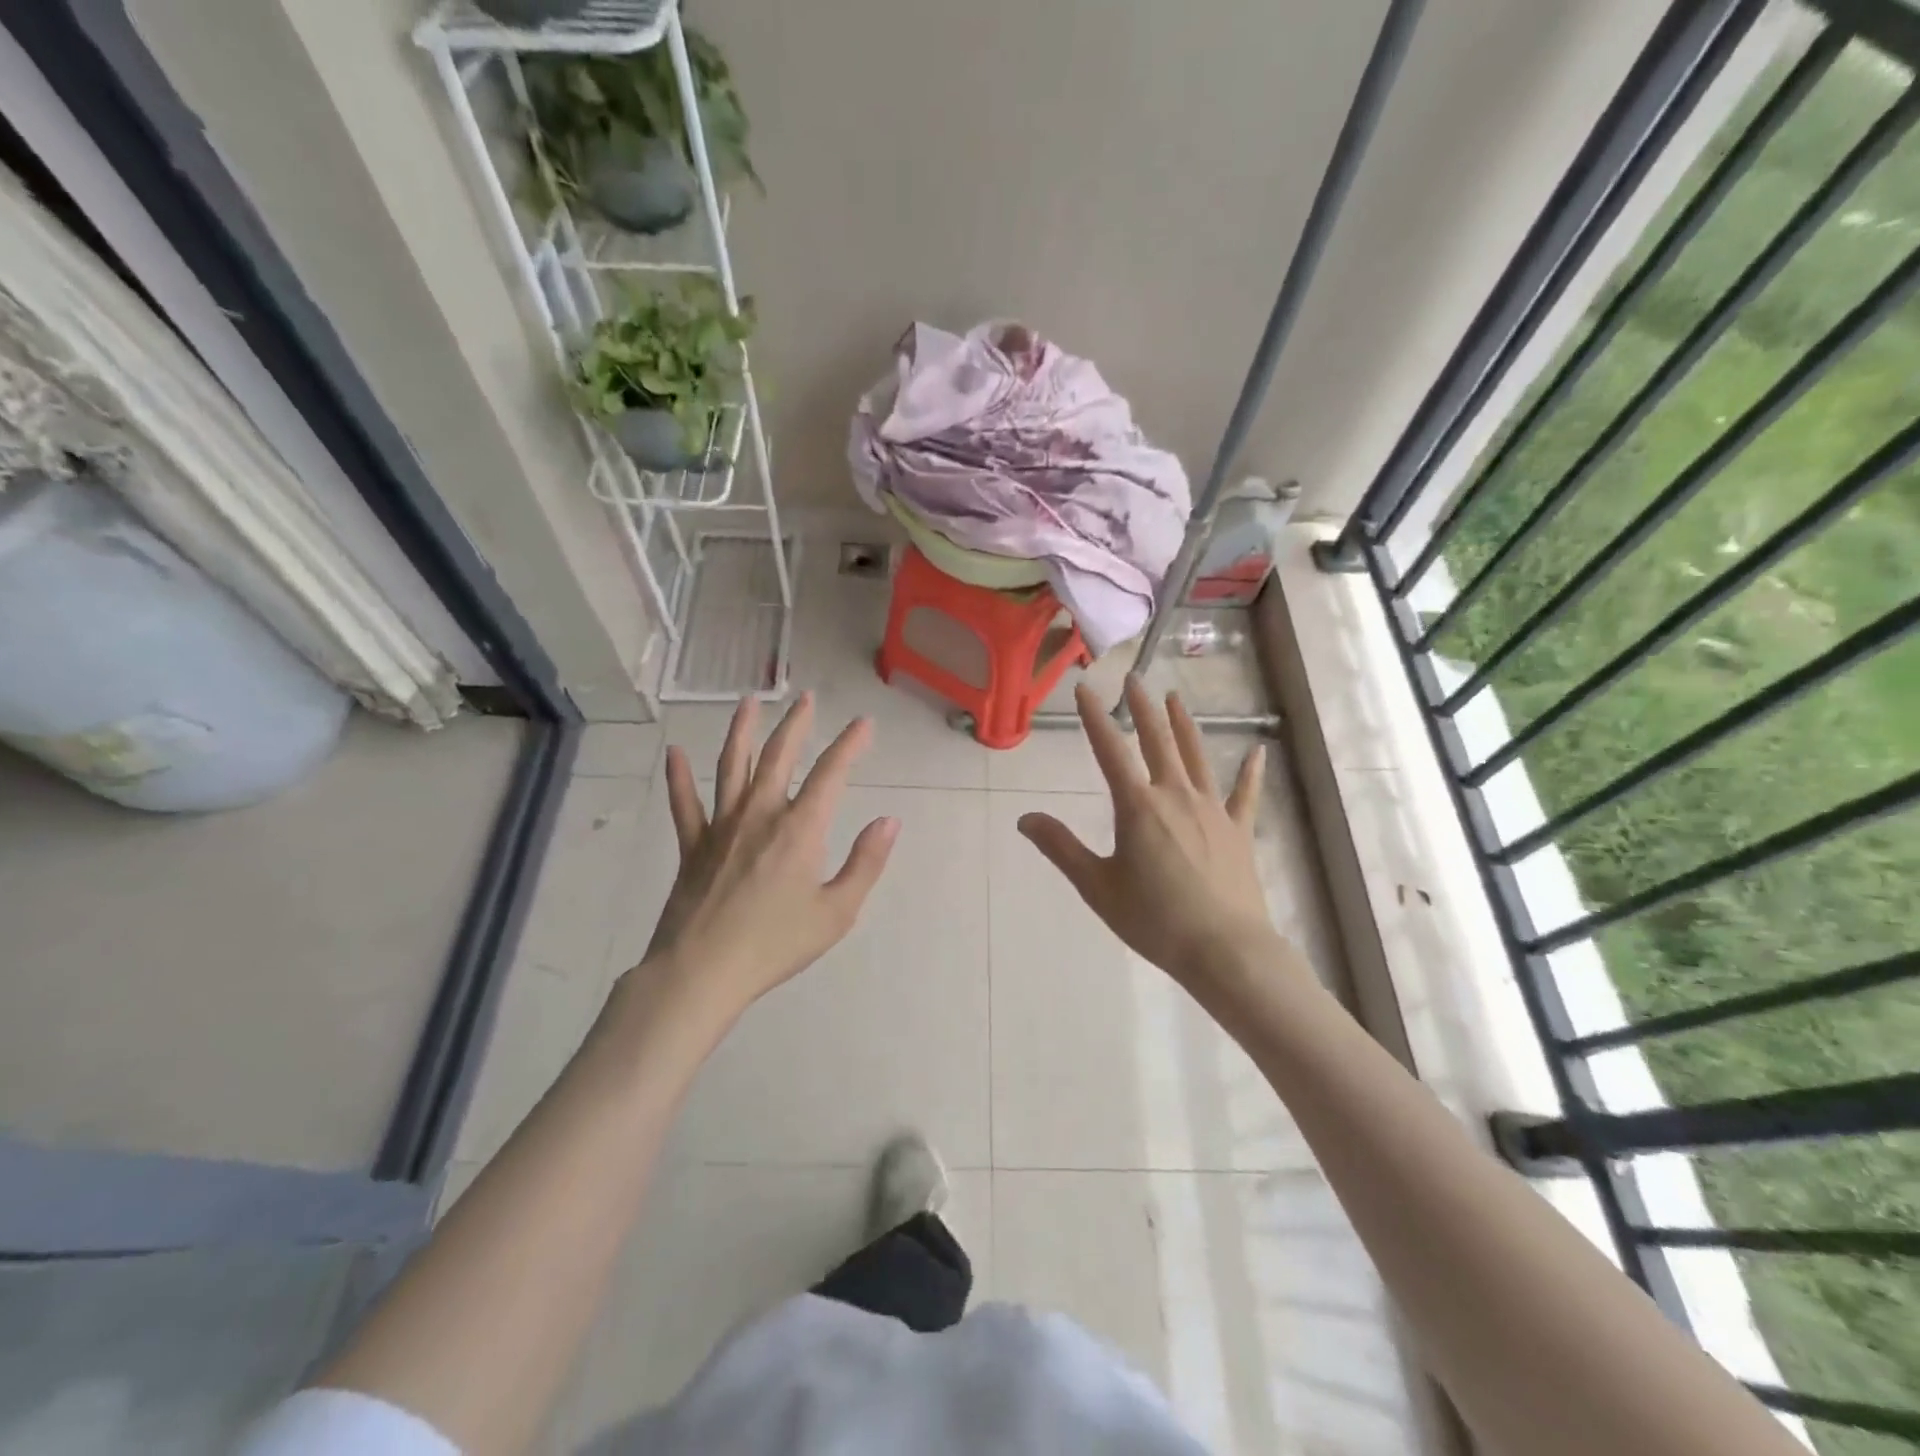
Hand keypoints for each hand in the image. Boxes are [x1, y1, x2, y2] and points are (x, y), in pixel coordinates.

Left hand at [631, 692, 898, 1026]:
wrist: (702, 972)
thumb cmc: (776, 944)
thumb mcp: (837, 912)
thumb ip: (865, 863)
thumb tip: (889, 821)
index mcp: (800, 829)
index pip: (831, 773)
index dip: (849, 744)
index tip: (863, 723)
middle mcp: (760, 814)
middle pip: (779, 757)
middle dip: (796, 724)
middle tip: (807, 698)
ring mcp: (721, 826)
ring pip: (731, 766)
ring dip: (741, 731)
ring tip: (748, 702)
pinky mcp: (692, 845)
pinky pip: (684, 804)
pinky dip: (679, 777)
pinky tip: (674, 753)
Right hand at [1018, 678, 1284, 995]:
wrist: (1224, 949)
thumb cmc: (1154, 919)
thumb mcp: (1097, 886)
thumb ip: (1061, 848)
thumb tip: (1025, 819)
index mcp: (1138, 806)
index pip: (1109, 750)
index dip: (1094, 716)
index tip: (1084, 688)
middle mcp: (1175, 795)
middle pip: (1157, 741)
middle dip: (1142, 708)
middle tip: (1134, 679)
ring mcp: (1212, 809)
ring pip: (1197, 756)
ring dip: (1184, 725)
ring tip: (1175, 699)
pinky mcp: (1239, 829)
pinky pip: (1245, 794)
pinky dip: (1251, 772)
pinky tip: (1258, 751)